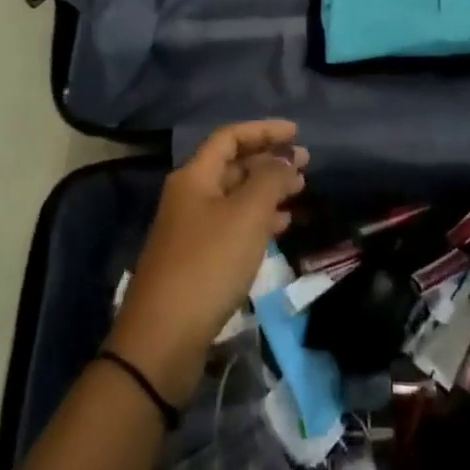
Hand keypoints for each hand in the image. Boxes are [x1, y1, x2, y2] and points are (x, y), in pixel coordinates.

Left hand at [108, 120, 306, 407]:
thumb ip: (271, 179)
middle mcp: (190, 196)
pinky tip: (282, 226)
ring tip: (300, 192)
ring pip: (236, 196)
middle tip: (306, 165)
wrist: (163, 338)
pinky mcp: (198, 260)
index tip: (297, 133)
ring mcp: (192, 229)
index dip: (264, 130)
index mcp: (195, 177)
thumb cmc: (208, 264)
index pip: (230, 137)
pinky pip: (233, 225)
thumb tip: (285, 160)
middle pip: (233, 165)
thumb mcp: (247, 214)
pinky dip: (259, 219)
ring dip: (267, 190)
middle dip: (269, 160)